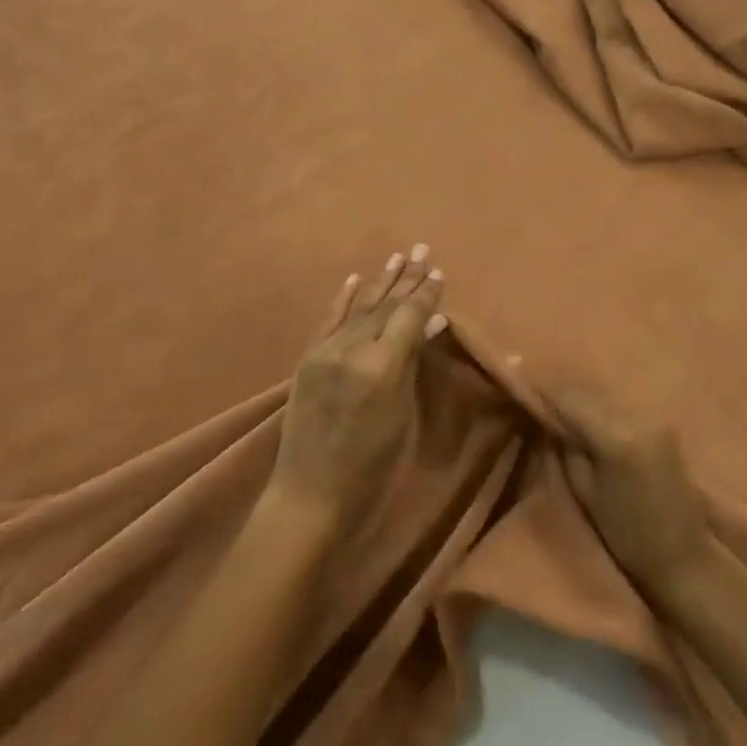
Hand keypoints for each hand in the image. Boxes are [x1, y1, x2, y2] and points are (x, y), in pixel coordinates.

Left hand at [267, 246, 447, 538]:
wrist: (310, 495)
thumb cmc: (372, 468)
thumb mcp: (403, 417)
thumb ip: (413, 365)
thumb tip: (431, 326)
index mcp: (382, 366)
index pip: (409, 316)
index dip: (426, 294)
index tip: (439, 272)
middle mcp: (351, 349)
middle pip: (384, 305)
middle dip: (406, 278)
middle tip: (422, 250)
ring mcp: (324, 352)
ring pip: (358, 308)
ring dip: (379, 283)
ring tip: (397, 258)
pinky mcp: (307, 359)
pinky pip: (328, 321)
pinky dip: (342, 299)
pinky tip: (354, 279)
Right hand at [552, 388, 712, 594]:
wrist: (682, 555)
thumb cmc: (626, 534)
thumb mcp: (584, 491)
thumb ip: (567, 448)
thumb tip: (551, 419)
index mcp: (616, 437)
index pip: (570, 398)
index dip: (544, 393)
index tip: (525, 392)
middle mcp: (638, 418)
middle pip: (588, 391)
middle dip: (562, 395)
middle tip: (541, 402)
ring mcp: (654, 419)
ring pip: (605, 396)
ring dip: (583, 399)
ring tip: (564, 411)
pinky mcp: (663, 425)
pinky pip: (622, 406)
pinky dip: (602, 408)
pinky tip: (591, 419)